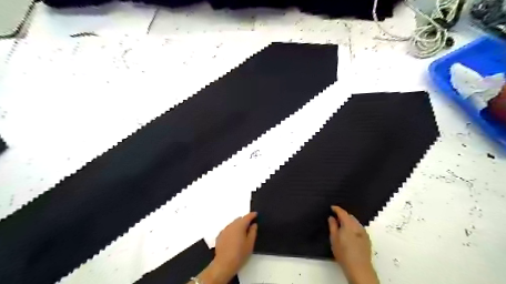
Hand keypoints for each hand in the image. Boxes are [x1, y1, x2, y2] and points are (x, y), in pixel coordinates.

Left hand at [212, 211, 256, 277]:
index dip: (252, 215)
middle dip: (245, 221)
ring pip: (233, 224)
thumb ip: (253, 232)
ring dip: (238, 226)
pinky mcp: (219, 236)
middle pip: (239, 219)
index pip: (247, 217)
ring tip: (242, 233)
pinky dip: (232, 231)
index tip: (256, 214)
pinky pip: (228, 230)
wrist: (223, 264)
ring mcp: (224, 230)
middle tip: (250, 226)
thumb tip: (254, 224)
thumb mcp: (250, 244)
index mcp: (239, 226)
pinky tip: (234, 238)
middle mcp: (231, 225)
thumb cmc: (239, 254)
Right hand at [331, 207, 376, 283]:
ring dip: (348, 222)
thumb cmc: (344, 253)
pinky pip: (359, 229)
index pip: (342, 212)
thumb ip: (332, 226)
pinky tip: (349, 234)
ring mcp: (364, 233)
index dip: (336, 209)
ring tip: (341, 226)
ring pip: (355, 222)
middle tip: (335, 218)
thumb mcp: (334, 238)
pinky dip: (353, 227)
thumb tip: (332, 218)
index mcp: (349, 224)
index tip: (332, 207)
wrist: (359, 268)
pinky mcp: (367, 239)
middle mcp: (358, 226)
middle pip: (350, 217)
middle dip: (343, 215)